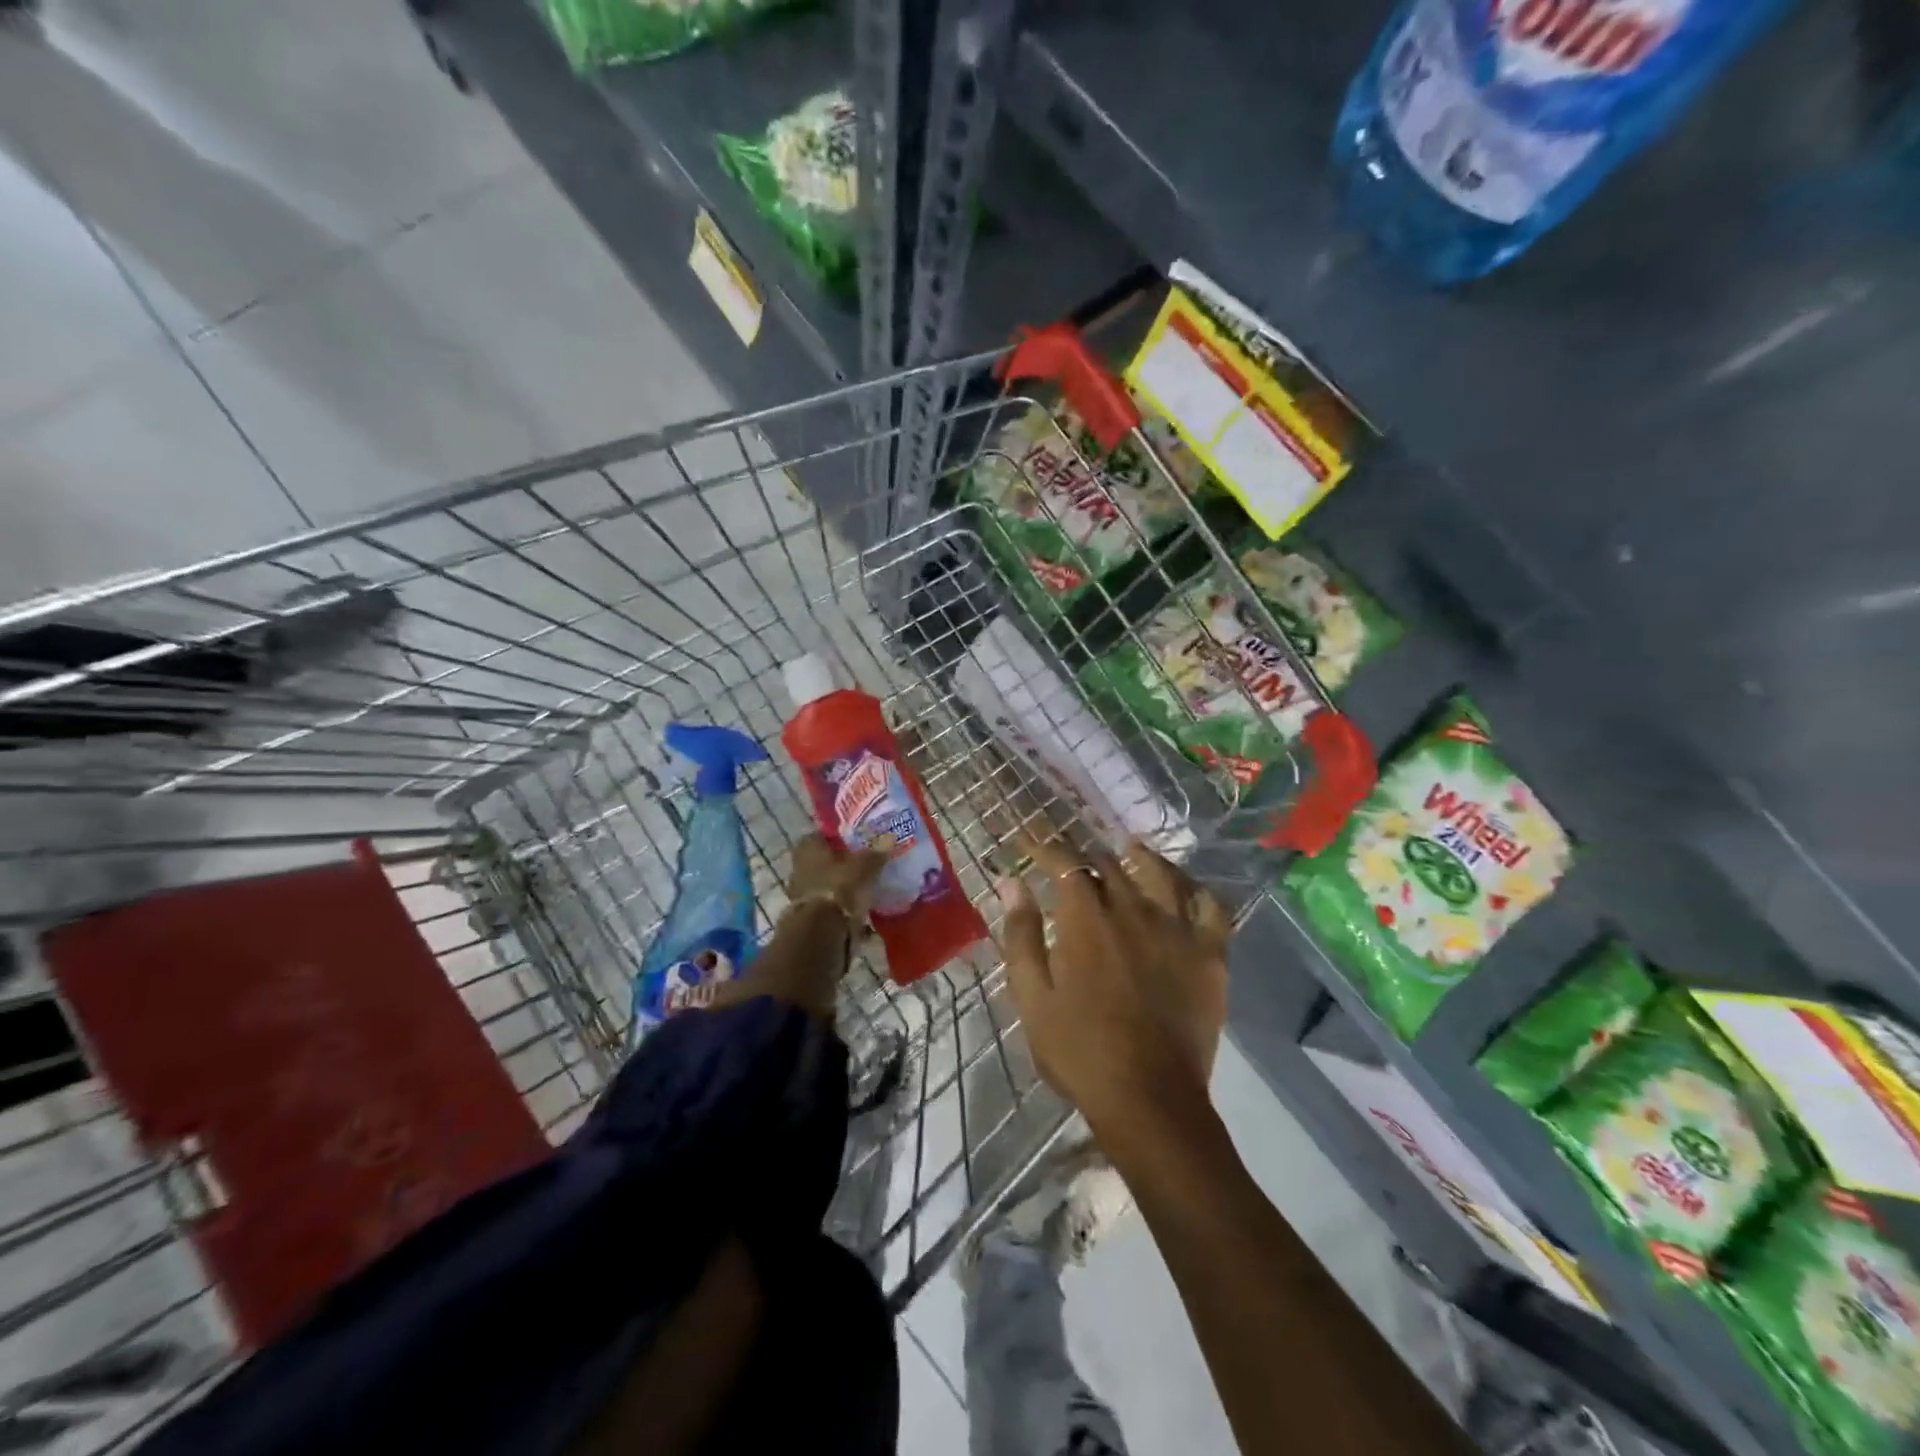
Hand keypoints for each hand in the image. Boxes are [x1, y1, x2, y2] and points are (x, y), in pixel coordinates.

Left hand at [785, 834, 888, 926]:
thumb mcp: (865, 865)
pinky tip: (856, 908)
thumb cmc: (840, 885)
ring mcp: (799, 891)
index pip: (823, 835)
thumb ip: (876, 853)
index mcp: (808, 846)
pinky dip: (838, 904)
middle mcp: (798, 865)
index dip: (840, 838)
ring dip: (839, 885)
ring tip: (862, 888)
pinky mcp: (805, 914)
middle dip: (840, 863)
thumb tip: (889, 839)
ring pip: (823, 882)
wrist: (822, 929)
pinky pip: (826, 903)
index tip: (857, 842)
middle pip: (822, 859)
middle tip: (863, 864)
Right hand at [998, 837, 1232, 1134]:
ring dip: (1141, 857)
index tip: (1033, 845)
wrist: (1149, 1099)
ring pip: (1160, 873)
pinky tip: (1184, 888)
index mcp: (1086, 918)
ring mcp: (1177, 928)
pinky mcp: (1210, 953)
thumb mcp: (1032, 996)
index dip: (1047, 848)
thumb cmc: (1080, 1050)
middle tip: (1075, 864)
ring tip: (1130, 850)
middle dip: (1087, 858)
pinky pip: (1210, 905)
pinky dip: (1195, 889)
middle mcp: (1132, 909)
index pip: (1066, 863)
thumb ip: (1021, 934)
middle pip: (1110, 865)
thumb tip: (1012, 883)